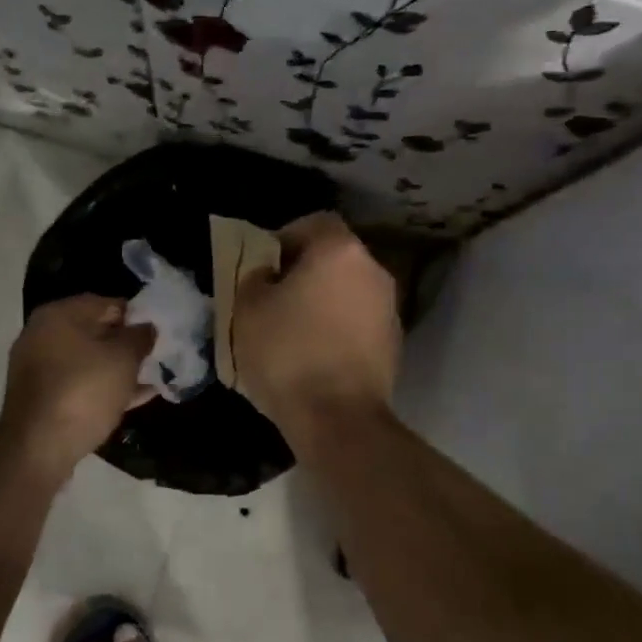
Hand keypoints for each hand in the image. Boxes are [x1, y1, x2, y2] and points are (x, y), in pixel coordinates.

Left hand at [0, 294, 154, 478]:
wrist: (38, 448)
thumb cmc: (84, 391)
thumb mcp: (123, 359)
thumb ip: (140, 337)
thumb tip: (147, 327)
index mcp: (58, 315)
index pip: (107, 303)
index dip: (137, 315)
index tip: (160, 331)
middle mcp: (42, 335)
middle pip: (95, 332)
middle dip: (127, 343)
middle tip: (157, 355)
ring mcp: (39, 368)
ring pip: (89, 361)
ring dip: (118, 368)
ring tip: (152, 376)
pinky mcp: (42, 398)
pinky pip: (80, 384)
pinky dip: (105, 387)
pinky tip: (136, 397)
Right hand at [232, 213, 398, 446]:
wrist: (338, 419)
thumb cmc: (288, 354)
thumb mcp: (248, 310)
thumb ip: (254, 278)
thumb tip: (268, 275)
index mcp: (339, 251)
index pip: (313, 222)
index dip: (285, 238)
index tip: (264, 266)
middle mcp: (373, 271)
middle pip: (334, 258)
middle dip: (304, 272)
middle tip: (273, 299)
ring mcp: (389, 308)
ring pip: (347, 292)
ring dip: (323, 302)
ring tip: (293, 332)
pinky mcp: (394, 344)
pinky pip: (358, 323)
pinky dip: (338, 329)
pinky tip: (315, 357)